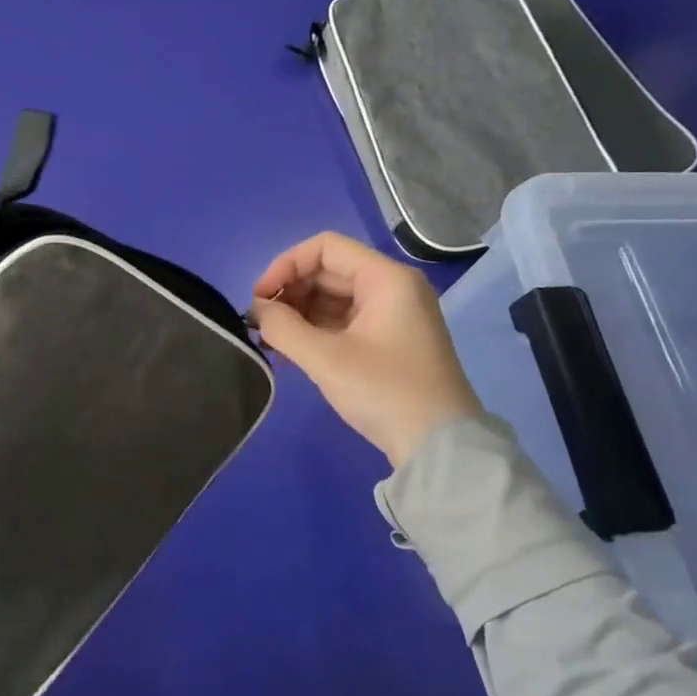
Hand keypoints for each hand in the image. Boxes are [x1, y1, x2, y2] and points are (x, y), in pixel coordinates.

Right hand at [250, 233, 480, 468]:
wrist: (439, 447)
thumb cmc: (384, 392)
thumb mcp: (325, 358)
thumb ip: (282, 327)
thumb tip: (257, 310)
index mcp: (386, 279)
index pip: (325, 248)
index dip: (285, 265)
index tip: (260, 298)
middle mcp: (392, 288)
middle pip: (328, 271)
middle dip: (289, 292)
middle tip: (260, 323)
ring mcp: (392, 314)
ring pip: (332, 296)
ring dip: (298, 312)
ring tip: (271, 340)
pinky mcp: (388, 339)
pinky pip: (343, 319)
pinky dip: (314, 329)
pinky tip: (291, 350)